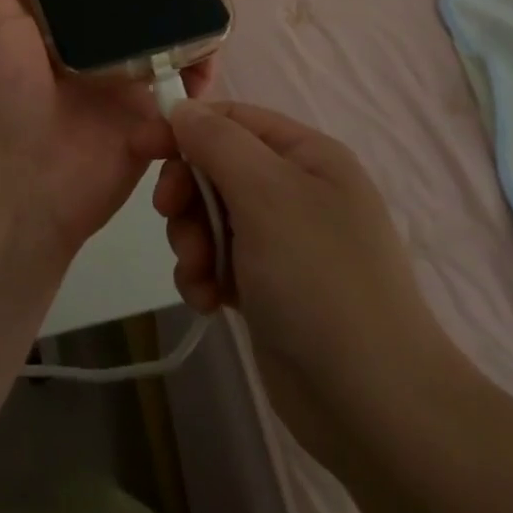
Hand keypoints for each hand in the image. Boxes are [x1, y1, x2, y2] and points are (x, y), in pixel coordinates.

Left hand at [0, 0, 235, 276]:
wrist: (18, 190)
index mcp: (63, 23)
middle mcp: (100, 46)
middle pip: (147, 1)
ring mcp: (130, 82)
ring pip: (175, 36)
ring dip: (201, 6)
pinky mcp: (154, 118)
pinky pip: (188, 85)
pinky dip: (207, 61)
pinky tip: (220, 33)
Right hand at [154, 101, 469, 466]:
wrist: (373, 404)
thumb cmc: (319, 278)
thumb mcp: (266, 193)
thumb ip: (218, 141)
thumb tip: (183, 107)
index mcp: (306, 155)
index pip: (232, 119)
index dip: (184, 127)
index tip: (139, 147)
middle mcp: (296, 191)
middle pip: (217, 167)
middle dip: (188, 192)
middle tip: (170, 216)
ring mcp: (283, 242)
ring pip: (212, 217)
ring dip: (193, 239)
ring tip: (199, 272)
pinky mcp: (269, 289)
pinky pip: (220, 261)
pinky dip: (205, 275)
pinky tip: (207, 301)